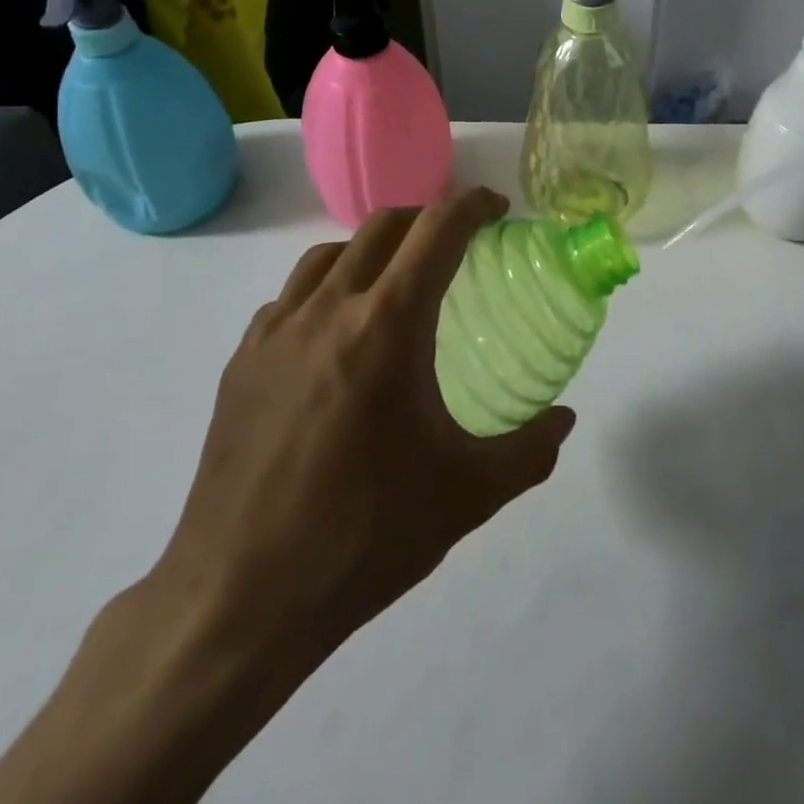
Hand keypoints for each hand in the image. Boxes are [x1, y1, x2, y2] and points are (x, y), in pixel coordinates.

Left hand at [140, 188, 574, 707]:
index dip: (472, 205)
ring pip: (330, 255)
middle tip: (457, 243)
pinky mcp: (240, 361)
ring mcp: (274, 332)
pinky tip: (337, 336)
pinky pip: (291, 297)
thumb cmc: (363, 537)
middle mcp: (327, 310)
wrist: (238, 599)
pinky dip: (327, 289)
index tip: (497, 208)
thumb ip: (530, 450)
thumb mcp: (467, 496)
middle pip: (382, 226)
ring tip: (397, 282)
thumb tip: (565, 418)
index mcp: (386, 326)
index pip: (437, 230)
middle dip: (427, 217)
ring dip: (373, 248)